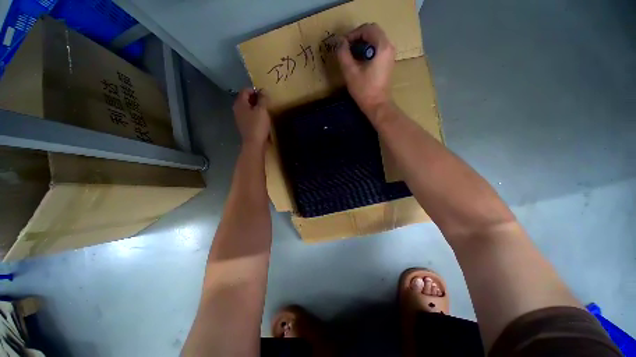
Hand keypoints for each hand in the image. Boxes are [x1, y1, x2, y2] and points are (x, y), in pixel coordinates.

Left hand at [233, 88, 270, 148]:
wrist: (255, 144)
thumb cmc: (258, 125)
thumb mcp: (262, 110)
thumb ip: (263, 99)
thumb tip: (263, 90)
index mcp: (240, 104)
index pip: (245, 91)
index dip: (255, 90)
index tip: (265, 94)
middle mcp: (237, 110)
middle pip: (246, 99)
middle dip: (256, 98)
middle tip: (266, 101)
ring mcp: (240, 119)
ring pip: (248, 108)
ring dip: (256, 107)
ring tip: (266, 110)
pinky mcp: (245, 126)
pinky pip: (250, 116)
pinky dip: (255, 115)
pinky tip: (263, 119)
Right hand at [337, 23, 394, 112]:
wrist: (378, 106)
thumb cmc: (364, 90)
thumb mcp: (350, 72)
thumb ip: (344, 54)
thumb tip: (340, 42)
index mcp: (382, 46)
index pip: (368, 28)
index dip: (354, 33)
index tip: (344, 44)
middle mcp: (389, 47)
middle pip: (373, 32)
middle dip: (358, 38)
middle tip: (346, 48)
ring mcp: (390, 55)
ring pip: (375, 41)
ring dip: (362, 44)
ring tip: (351, 55)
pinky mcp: (387, 63)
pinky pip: (377, 49)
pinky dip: (367, 51)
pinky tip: (359, 62)